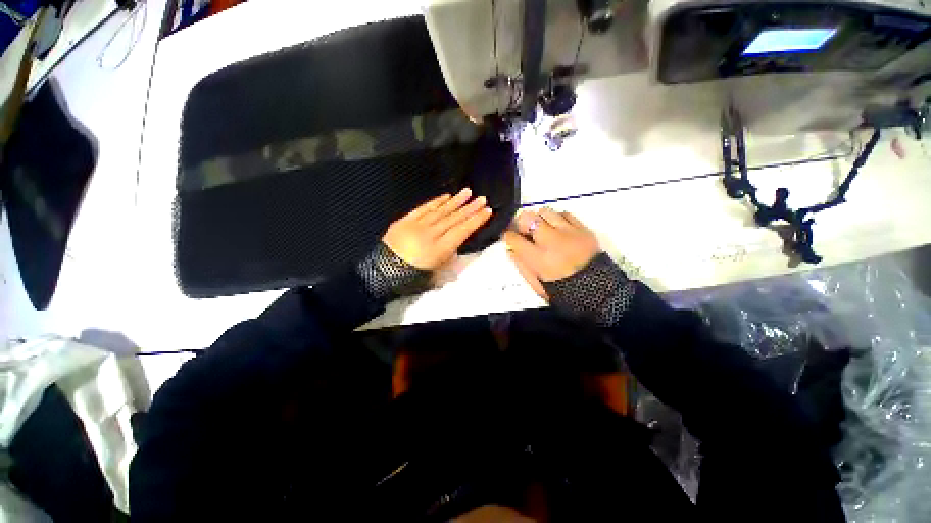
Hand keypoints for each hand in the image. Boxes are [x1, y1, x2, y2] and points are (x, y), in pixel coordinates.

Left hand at [384, 188, 492, 270]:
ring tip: (467, 192)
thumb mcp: (436, 274)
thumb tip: (456, 244)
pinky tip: (446, 196)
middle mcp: (431, 234)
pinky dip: (436, 202)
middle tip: (482, 198)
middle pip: (454, 218)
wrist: (383, 271)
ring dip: (455, 201)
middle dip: (470, 208)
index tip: (487, 211)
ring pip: (441, 211)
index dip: (476, 220)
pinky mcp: (406, 220)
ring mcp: (417, 225)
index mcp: (439, 250)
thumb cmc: (412, 277)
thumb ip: (449, 257)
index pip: (462, 231)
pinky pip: (424, 208)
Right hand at [504, 208, 600, 298]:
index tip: (510, 237)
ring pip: (545, 211)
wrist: (600, 292)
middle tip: (525, 231)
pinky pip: (565, 213)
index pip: (514, 238)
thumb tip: (511, 251)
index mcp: (538, 258)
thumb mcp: (538, 286)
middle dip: (521, 222)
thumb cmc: (565, 291)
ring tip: (542, 228)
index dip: (508, 236)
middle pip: (527, 218)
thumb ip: (522, 267)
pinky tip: (558, 228)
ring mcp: (568, 233)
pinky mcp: (582, 229)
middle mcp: (551, 241)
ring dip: (540, 219)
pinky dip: (558, 218)